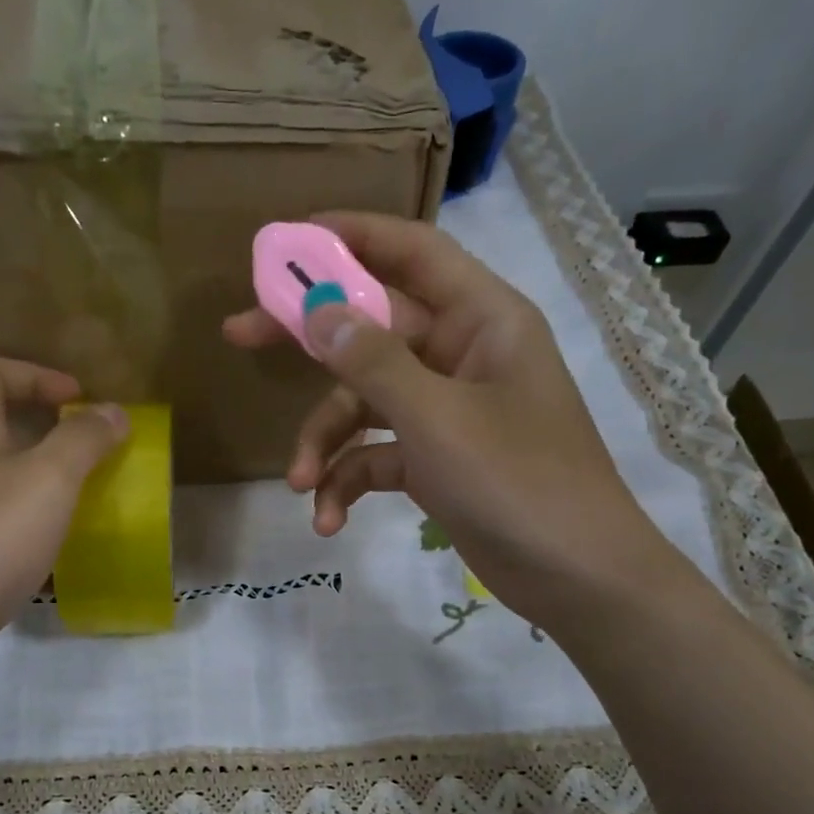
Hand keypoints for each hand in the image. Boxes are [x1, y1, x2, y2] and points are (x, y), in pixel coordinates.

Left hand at [0, 358, 126, 702]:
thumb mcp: (45, 483)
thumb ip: (82, 441)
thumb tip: (112, 411)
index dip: (35, 374)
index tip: (80, 401)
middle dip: (46, 432)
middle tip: (92, 455)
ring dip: (39, 485)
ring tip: (82, 505)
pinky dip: (26, 531)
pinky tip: (51, 557)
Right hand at [223, 211, 678, 629]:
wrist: (575, 577)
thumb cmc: (518, 482)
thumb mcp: (437, 418)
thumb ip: (373, 362)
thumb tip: (318, 309)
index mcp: (481, 319)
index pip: (412, 252)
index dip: (350, 236)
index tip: (285, 241)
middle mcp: (461, 354)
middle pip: (370, 328)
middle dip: (308, 340)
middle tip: (238, 333)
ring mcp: (445, 410)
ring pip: (364, 402)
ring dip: (325, 440)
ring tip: (299, 483)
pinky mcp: (434, 459)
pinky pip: (376, 454)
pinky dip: (349, 480)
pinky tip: (328, 520)